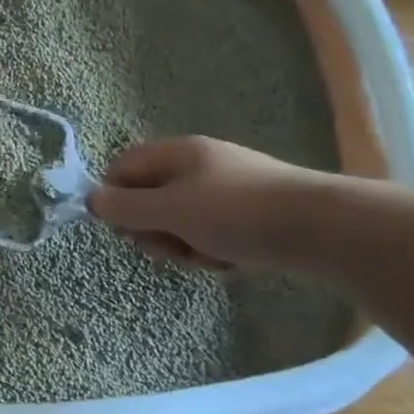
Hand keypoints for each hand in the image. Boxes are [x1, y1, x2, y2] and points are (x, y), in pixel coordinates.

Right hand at [86, 136, 334, 268]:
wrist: (323, 228)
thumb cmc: (236, 213)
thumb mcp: (171, 210)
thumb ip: (126, 208)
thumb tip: (90, 200)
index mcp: (176, 153)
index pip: (122, 169)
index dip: (114, 199)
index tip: (124, 228)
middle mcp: (197, 165)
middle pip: (149, 198)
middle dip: (154, 229)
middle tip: (170, 247)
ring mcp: (224, 189)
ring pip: (178, 221)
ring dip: (184, 245)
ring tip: (208, 256)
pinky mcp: (247, 214)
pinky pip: (209, 232)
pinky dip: (213, 250)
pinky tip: (231, 260)